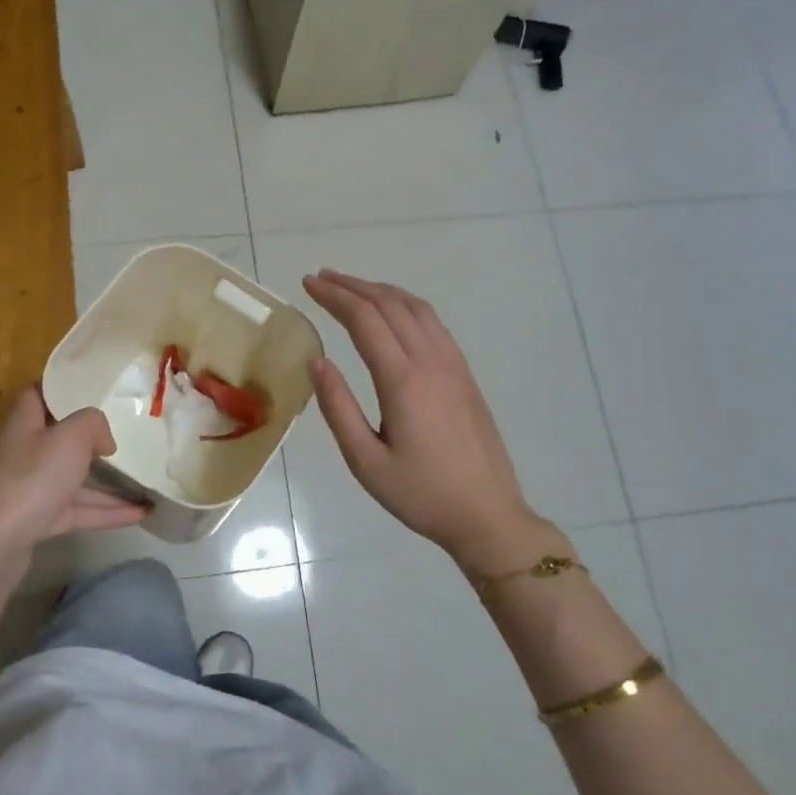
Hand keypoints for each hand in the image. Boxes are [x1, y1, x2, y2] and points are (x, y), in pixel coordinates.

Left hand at [0, 388, 147, 557]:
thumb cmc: (32, 478)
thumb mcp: (71, 437)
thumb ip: (94, 424)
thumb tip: (103, 441)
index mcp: (25, 423)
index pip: (39, 394)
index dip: (64, 387)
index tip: (96, 386)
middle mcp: (24, 452)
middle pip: (61, 438)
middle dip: (92, 437)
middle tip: (128, 433)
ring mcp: (30, 489)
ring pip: (74, 479)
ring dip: (109, 482)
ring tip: (146, 481)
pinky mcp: (38, 520)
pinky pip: (79, 510)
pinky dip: (107, 511)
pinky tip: (140, 514)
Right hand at [302, 270, 567, 574]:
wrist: (487, 515)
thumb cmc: (420, 494)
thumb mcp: (366, 461)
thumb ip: (338, 408)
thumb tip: (317, 361)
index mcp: (403, 381)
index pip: (364, 320)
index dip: (334, 296)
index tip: (308, 284)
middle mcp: (431, 362)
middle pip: (390, 305)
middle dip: (352, 286)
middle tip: (321, 279)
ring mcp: (454, 365)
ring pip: (416, 308)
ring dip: (381, 291)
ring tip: (352, 288)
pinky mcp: (465, 375)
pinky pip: (434, 323)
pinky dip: (406, 305)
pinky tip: (394, 314)